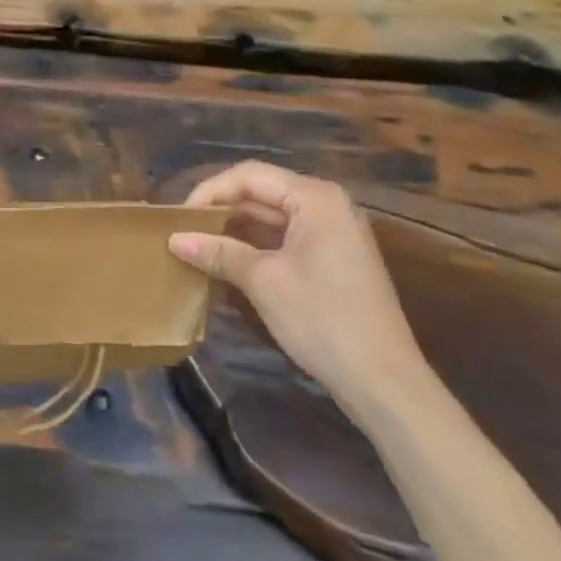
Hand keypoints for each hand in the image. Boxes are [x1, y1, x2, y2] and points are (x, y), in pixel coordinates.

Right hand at [169, 162, 426, 404]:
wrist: (386, 385)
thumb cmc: (322, 319)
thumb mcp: (263, 281)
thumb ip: (218, 252)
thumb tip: (174, 239)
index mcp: (315, 197)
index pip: (249, 175)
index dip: (210, 191)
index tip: (179, 218)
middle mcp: (327, 205)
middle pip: (262, 193)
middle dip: (221, 211)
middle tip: (183, 232)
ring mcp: (335, 233)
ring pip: (273, 218)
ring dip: (236, 231)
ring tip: (198, 247)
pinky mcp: (335, 260)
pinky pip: (287, 239)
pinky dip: (257, 247)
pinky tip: (229, 264)